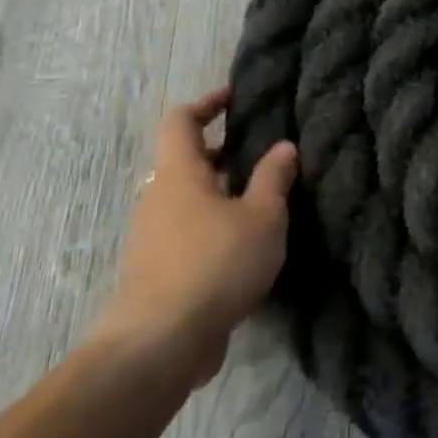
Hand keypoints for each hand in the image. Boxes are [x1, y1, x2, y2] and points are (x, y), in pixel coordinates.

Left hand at [92, 87, 298, 386]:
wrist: (162, 340)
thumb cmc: (216, 263)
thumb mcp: (262, 217)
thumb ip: (273, 179)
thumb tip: (284, 146)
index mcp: (179, 174)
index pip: (180, 121)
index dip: (206, 103)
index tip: (235, 97)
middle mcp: (158, 197)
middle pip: (185, 160)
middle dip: (222, 152)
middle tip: (263, 152)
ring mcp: (154, 235)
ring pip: (188, 198)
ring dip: (222, 191)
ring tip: (265, 198)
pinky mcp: (159, 268)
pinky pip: (189, 229)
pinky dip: (216, 223)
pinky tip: (248, 243)